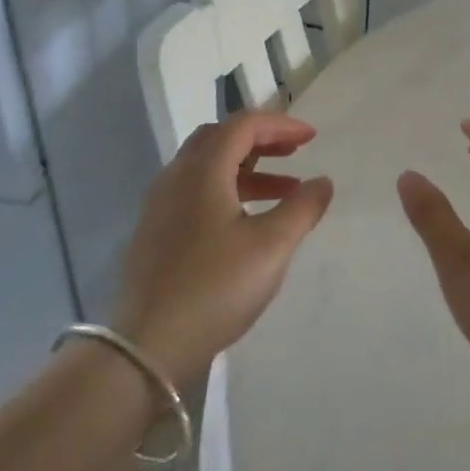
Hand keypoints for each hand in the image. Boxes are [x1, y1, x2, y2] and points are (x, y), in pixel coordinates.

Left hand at [116, 112, 334, 384]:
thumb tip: (322, 181)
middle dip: (261, 140)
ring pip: (207, 167)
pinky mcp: (156, 232)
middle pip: (220, 138)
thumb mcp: (272, 246)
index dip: (281, 124)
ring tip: (285, 191)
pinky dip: (228, 190)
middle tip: (294, 152)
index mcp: (202, 171)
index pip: (243, 125)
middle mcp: (175, 177)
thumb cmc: (216, 287)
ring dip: (248, 168)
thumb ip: (302, 208)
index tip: (312, 138)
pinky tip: (248, 221)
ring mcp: (160, 205)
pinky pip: (196, 192)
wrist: (147, 345)